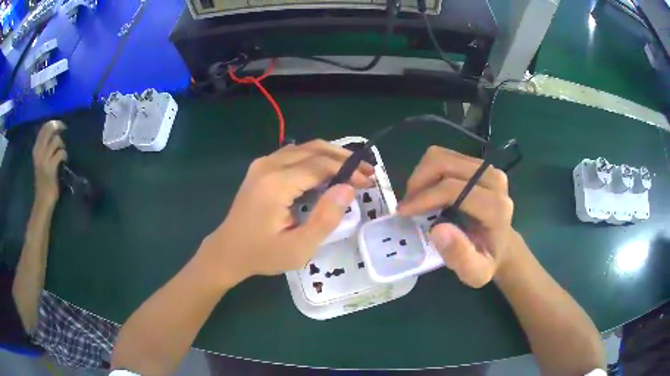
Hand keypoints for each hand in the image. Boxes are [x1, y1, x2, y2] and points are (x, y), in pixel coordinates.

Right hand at [32, 121, 66, 205]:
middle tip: (65, 130)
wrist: (42, 201)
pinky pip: (60, 153)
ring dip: (62, 144)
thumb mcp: (41, 160)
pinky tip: (64, 160)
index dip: (53, 123)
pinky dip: (64, 154)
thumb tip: (56, 134)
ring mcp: (44, 160)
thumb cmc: (43, 181)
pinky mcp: (51, 168)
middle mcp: (39, 152)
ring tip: (63, 152)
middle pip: (50, 129)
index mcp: (36, 149)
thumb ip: (45, 147)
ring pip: (56, 140)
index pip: (44, 128)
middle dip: (59, 126)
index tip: (60, 125)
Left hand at [198, 140, 373, 286]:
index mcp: (277, 184)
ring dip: (331, 155)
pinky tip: (326, 172)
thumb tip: (348, 189)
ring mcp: (262, 164)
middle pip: (314, 149)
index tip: (368, 182)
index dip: (348, 171)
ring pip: (304, 148)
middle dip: (344, 158)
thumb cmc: (263, 254)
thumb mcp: (299, 248)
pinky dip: (315, 158)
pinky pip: (293, 154)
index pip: (321, 165)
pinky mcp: (260, 167)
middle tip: (367, 171)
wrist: (227, 251)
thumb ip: (325, 219)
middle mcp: (268, 165)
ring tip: (352, 170)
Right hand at [397, 146, 513, 287]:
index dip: (423, 198)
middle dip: (418, 182)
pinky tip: (427, 192)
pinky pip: (446, 157)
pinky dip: (429, 172)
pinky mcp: (479, 164)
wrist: (503, 246)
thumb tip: (437, 230)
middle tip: (407, 206)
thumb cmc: (486, 261)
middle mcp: (494, 180)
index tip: (403, 212)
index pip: (453, 188)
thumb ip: (460, 256)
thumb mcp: (475, 272)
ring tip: (415, 199)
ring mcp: (487, 168)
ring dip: (422, 175)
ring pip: (442, 156)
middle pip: (445, 164)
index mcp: (496, 207)